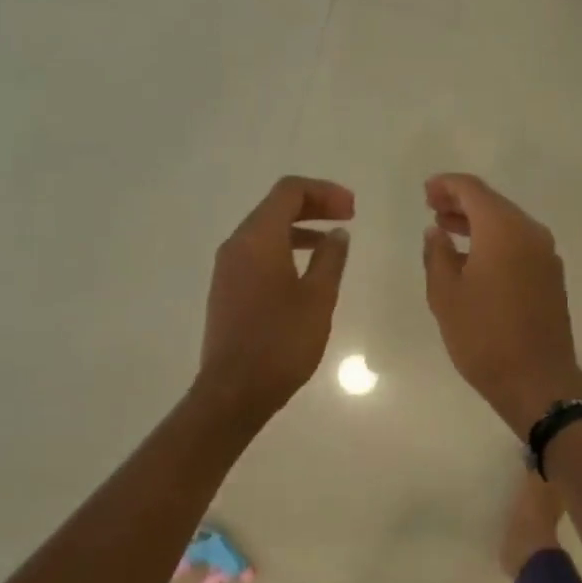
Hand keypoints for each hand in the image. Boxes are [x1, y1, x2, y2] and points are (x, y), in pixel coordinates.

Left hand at [197, 176, 353, 419]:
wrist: (235, 391)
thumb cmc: (281, 341)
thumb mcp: (318, 297)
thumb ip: (330, 259)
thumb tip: (337, 234)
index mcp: (257, 239)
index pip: (289, 191)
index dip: (324, 192)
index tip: (353, 209)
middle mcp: (236, 245)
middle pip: (275, 206)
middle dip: (314, 206)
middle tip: (349, 216)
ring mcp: (228, 268)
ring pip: (266, 231)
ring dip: (300, 228)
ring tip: (333, 243)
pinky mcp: (228, 289)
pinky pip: (258, 253)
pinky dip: (285, 248)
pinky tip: (308, 270)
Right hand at [421, 173, 581, 433]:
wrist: (538, 381)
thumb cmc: (484, 336)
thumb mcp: (445, 295)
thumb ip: (437, 255)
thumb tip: (437, 231)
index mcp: (504, 230)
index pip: (473, 190)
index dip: (447, 185)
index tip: (426, 192)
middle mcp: (531, 233)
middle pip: (494, 204)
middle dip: (462, 202)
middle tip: (432, 208)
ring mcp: (546, 255)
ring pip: (508, 224)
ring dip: (478, 223)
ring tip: (447, 230)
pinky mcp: (551, 276)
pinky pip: (520, 244)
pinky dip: (495, 241)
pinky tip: (474, 258)